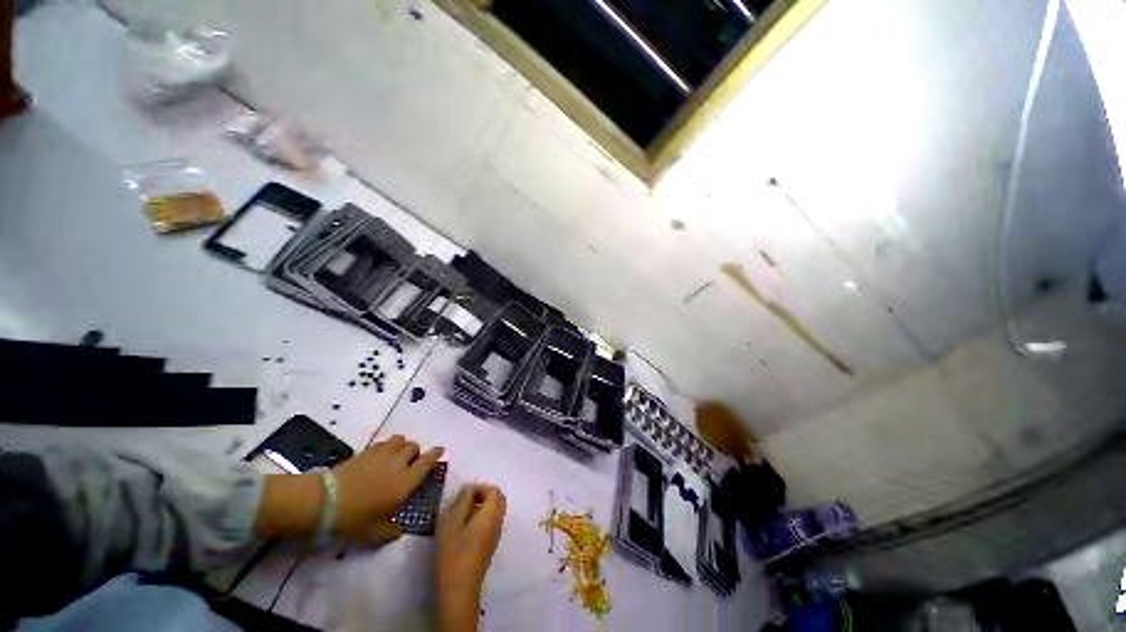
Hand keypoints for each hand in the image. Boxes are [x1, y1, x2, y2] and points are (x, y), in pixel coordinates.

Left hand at [332, 435, 443, 544]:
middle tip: (411, 462)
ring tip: (397, 455)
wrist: (325, 502)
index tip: (441, 450)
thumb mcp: (374, 533)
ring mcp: (382, 454)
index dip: (436, 454)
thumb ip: (391, 530)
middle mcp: (398, 463)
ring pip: (400, 440)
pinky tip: (380, 456)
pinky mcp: (366, 451)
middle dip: (416, 452)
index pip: (427, 461)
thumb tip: (398, 530)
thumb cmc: (355, 519)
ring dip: (402, 445)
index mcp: (406, 482)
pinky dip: (387, 446)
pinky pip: (384, 442)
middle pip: (414, 447)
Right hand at [435, 485, 505, 630]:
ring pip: (496, 511)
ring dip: (483, 507)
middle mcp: (498, 521)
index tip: (464, 494)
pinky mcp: (490, 546)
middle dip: (484, 495)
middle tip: (465, 501)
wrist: (459, 589)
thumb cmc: (453, 552)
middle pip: (499, 499)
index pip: (494, 490)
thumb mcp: (451, 521)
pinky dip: (483, 518)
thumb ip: (463, 500)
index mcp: (492, 513)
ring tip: (463, 514)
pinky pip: (492, 523)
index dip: (480, 488)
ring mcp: (496, 535)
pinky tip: (465, 529)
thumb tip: (470, 489)